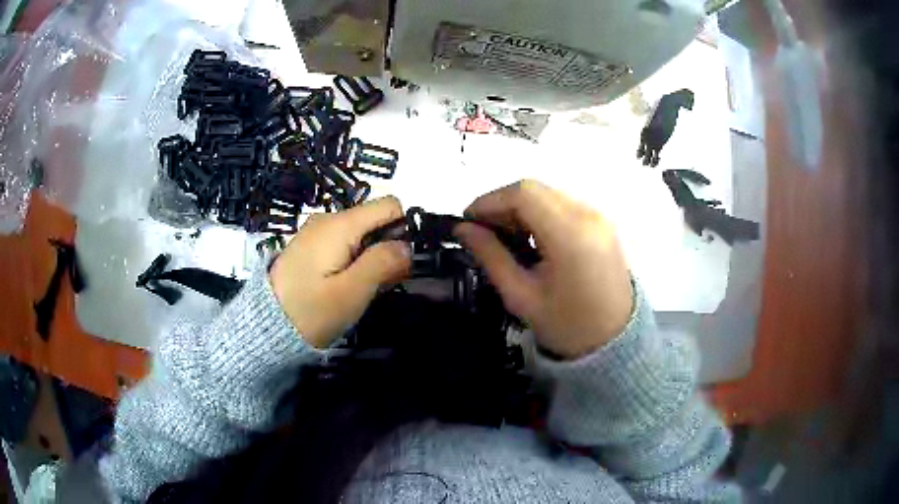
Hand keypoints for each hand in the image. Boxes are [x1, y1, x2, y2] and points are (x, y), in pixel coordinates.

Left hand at [269, 197, 410, 347]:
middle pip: (375, 219)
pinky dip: (354, 260)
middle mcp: (328, 219)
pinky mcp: (310, 246)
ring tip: (361, 290)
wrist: (265, 327)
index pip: (389, 205)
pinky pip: (344, 243)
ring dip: (371, 257)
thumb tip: (407, 246)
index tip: (400, 263)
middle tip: (381, 284)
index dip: (403, 229)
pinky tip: (344, 286)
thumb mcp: (351, 293)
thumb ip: (382, 264)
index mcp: (340, 225)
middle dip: (387, 247)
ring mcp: (316, 232)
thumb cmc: (310, 312)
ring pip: (361, 233)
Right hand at [455, 181, 632, 359]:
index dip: (489, 201)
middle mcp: (588, 215)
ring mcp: (599, 216)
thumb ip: (490, 256)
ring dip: (520, 208)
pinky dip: (539, 213)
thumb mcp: (521, 296)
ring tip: (505, 237)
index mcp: (570, 235)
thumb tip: (463, 229)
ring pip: (548, 194)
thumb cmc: (567, 326)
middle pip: (535, 189)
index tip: (467, 222)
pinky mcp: (602, 223)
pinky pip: (563, 205)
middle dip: (502, 204)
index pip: (523, 194)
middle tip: (483, 231)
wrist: (616, 342)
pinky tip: (531, 238)